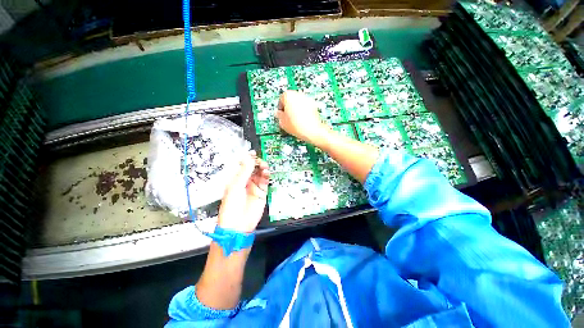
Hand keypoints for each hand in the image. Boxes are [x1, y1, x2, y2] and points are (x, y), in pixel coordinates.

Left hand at [217, 152, 269, 232]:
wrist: (238, 225)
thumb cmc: (231, 206)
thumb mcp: (236, 186)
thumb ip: (244, 171)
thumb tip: (249, 158)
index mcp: (236, 179)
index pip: (244, 166)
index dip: (249, 159)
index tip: (254, 153)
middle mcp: (246, 181)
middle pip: (253, 169)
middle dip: (257, 163)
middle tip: (260, 162)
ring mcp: (254, 187)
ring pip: (260, 174)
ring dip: (263, 169)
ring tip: (264, 167)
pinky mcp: (262, 192)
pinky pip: (265, 181)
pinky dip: (267, 176)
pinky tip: (266, 173)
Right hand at [276, 90, 329, 144]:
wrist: (311, 130)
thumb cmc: (296, 125)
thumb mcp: (282, 122)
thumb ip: (279, 116)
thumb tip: (278, 114)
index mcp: (288, 96)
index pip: (281, 99)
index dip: (280, 108)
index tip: (281, 114)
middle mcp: (298, 94)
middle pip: (290, 99)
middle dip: (289, 107)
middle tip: (288, 117)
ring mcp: (307, 99)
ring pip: (298, 102)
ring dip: (296, 108)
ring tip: (295, 120)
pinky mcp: (314, 104)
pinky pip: (305, 106)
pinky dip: (303, 111)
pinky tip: (302, 120)